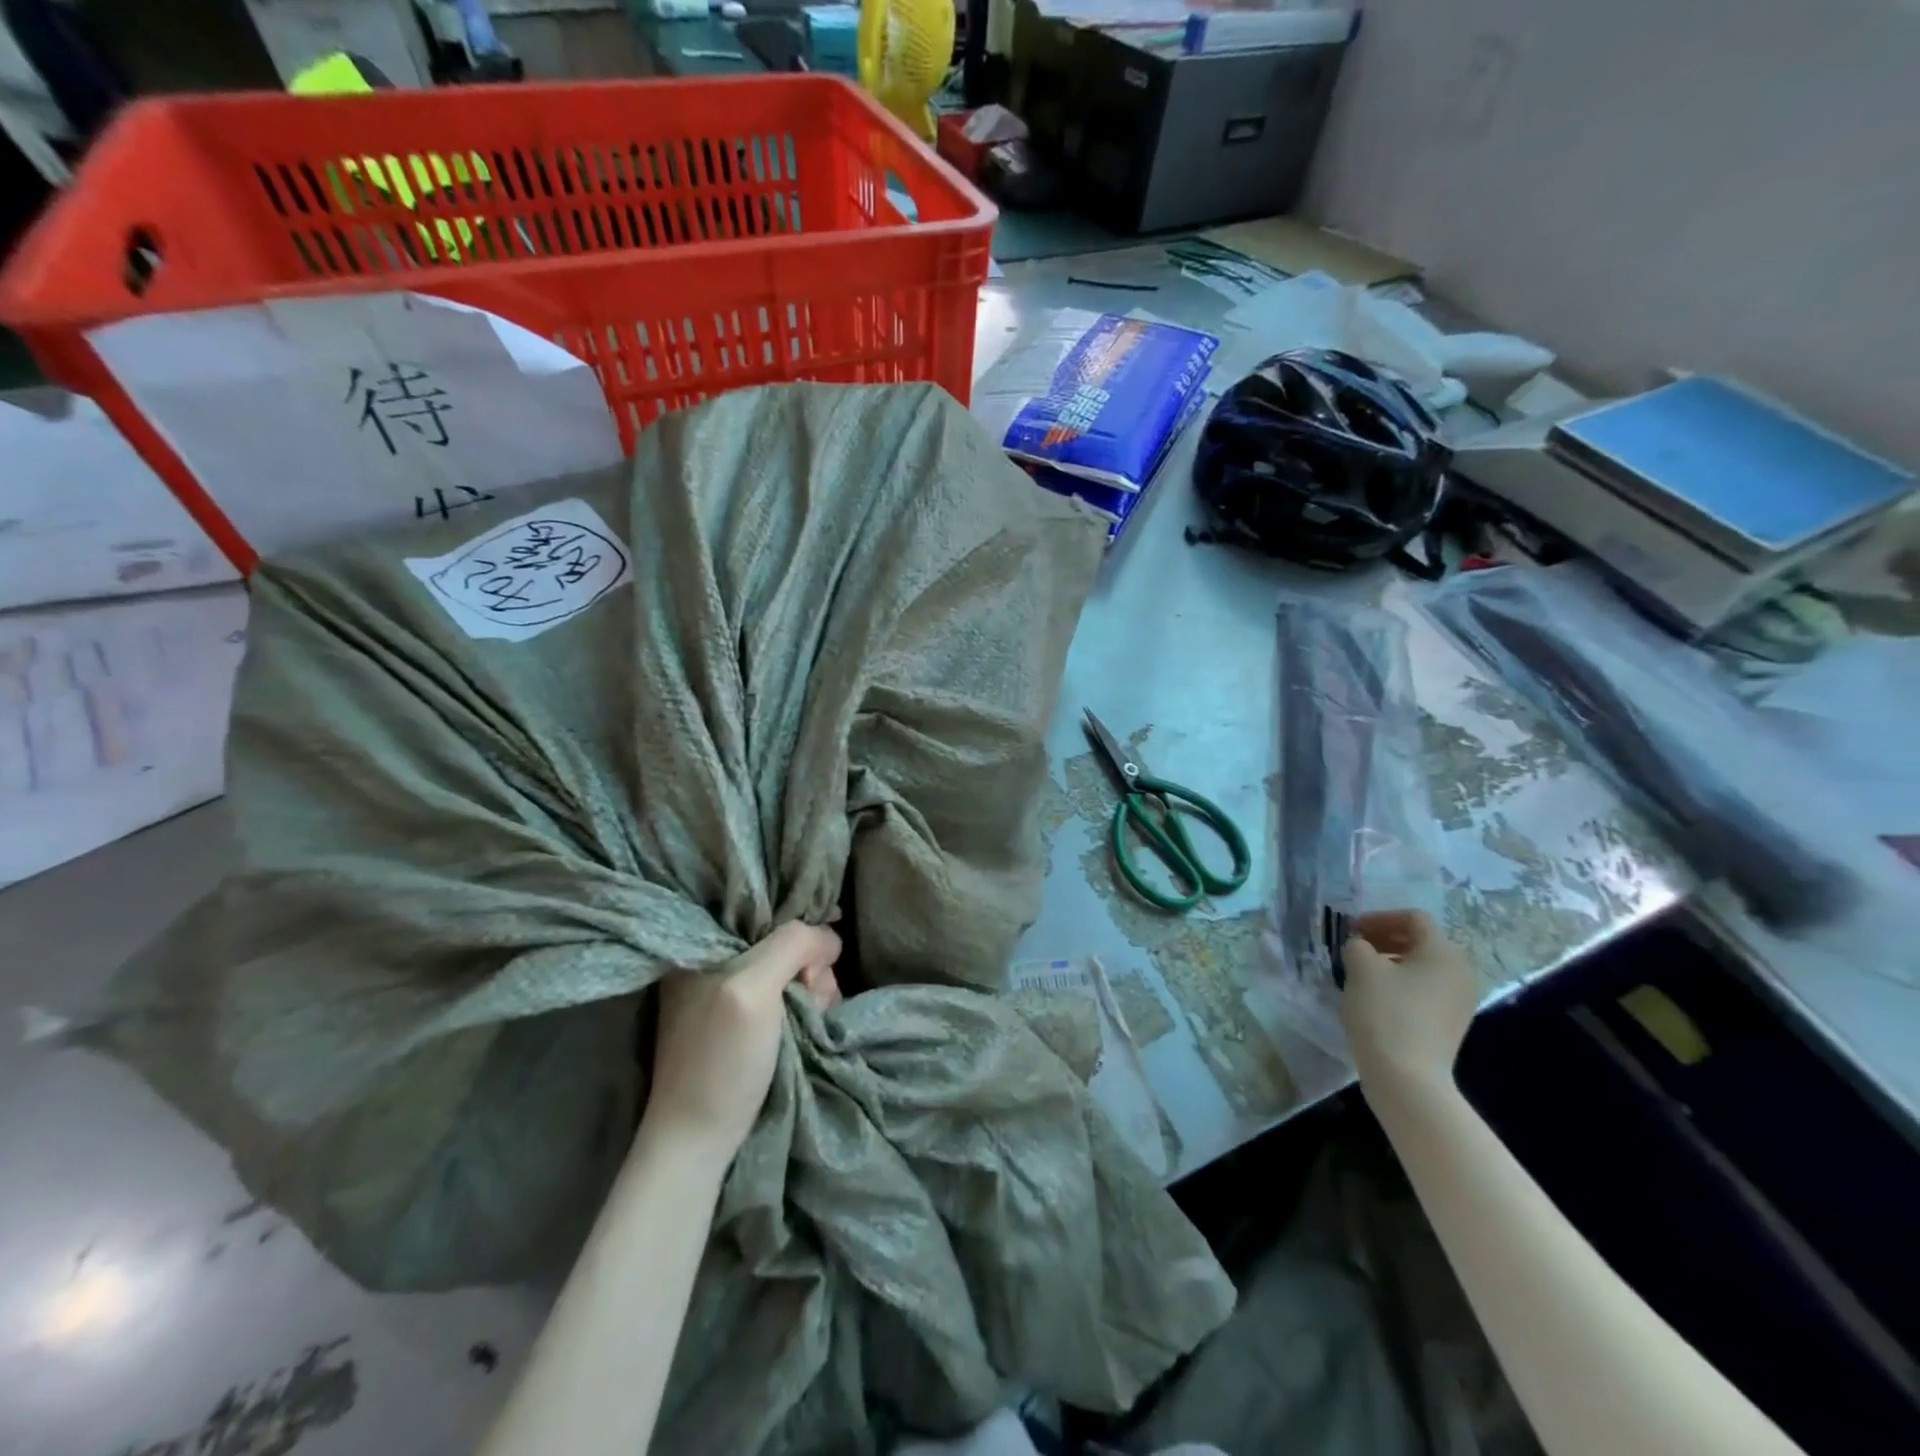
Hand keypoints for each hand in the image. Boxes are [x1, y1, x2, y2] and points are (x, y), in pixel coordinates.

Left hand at [645, 921, 843, 1162]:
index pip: (767, 909)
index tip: (819, 957)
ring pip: (794, 969)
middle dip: (811, 967)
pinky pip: (790, 995)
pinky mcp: (746, 1022)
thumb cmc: (720, 1061)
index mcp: (704, 944)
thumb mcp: (752, 988)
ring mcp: (731, 993)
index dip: (802, 929)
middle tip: (811, 998)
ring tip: (812, 1019)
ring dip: (815, 991)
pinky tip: (811, 1026)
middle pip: (787, 941)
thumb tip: (829, 935)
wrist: (699, 1142)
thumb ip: (791, 945)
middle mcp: (716, 962)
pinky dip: (808, 1008)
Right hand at [1340, 909, 1477, 1094]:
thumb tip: (1361, 947)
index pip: (1413, 918)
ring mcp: (1460, 1001)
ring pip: (1423, 967)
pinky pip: (1426, 990)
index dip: (1379, 917)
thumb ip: (1357, 945)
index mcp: (1443, 953)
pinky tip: (1377, 998)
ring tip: (1362, 973)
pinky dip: (1402, 984)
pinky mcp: (1451, 1024)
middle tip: (1356, 947)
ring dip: (1392, 961)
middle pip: (1422, 941)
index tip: (1351, 930)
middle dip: (1386, 938)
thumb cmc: (1385, 1013)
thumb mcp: (1360, 967)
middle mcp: (1460, 972)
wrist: (1408, 1079)